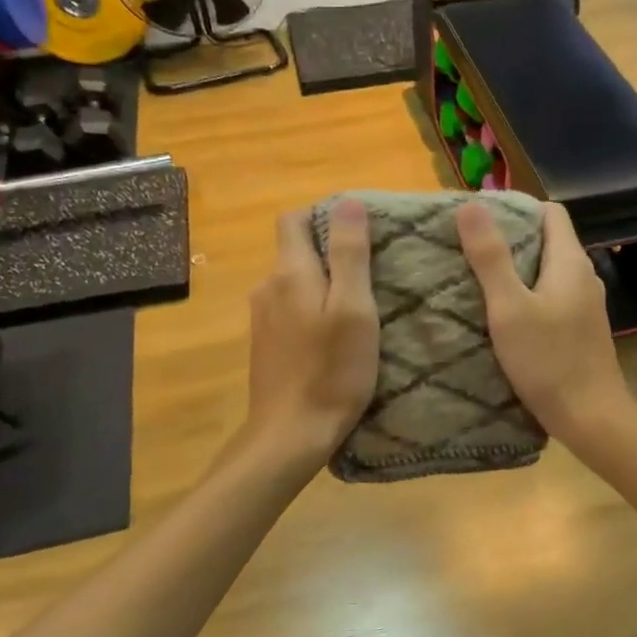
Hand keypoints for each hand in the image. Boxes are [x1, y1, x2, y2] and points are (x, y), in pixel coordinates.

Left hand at [245, 202, 379, 462]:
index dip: (324, 215)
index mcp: (290, 272)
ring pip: (295, 283)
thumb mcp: (354, 309)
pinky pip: (291, 310)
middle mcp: (268, 287)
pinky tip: (336, 335)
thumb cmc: (331, 371)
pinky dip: (313, 310)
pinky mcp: (266, 345)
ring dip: (323, 284)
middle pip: (295, 251)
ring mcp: (263, 318)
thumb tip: (348, 202)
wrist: (290, 434)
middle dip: (330, 250)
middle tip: (373, 269)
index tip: (359, 230)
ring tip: (360, 304)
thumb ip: (350, 254)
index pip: (293, 219)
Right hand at [455, 199, 631, 444]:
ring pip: (548, 273)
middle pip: (548, 241)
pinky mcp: (581, 331)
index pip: (550, 212)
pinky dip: (528, 297)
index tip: (480, 219)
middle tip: (468, 248)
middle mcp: (584, 277)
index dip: (517, 208)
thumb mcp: (510, 307)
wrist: (591, 418)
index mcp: (570, 262)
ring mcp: (585, 306)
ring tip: (478, 279)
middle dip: (510, 240)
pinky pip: (552, 298)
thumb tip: (471, 204)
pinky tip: (503, 316)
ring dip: (517, 271)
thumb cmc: (549, 360)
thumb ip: (491, 257)